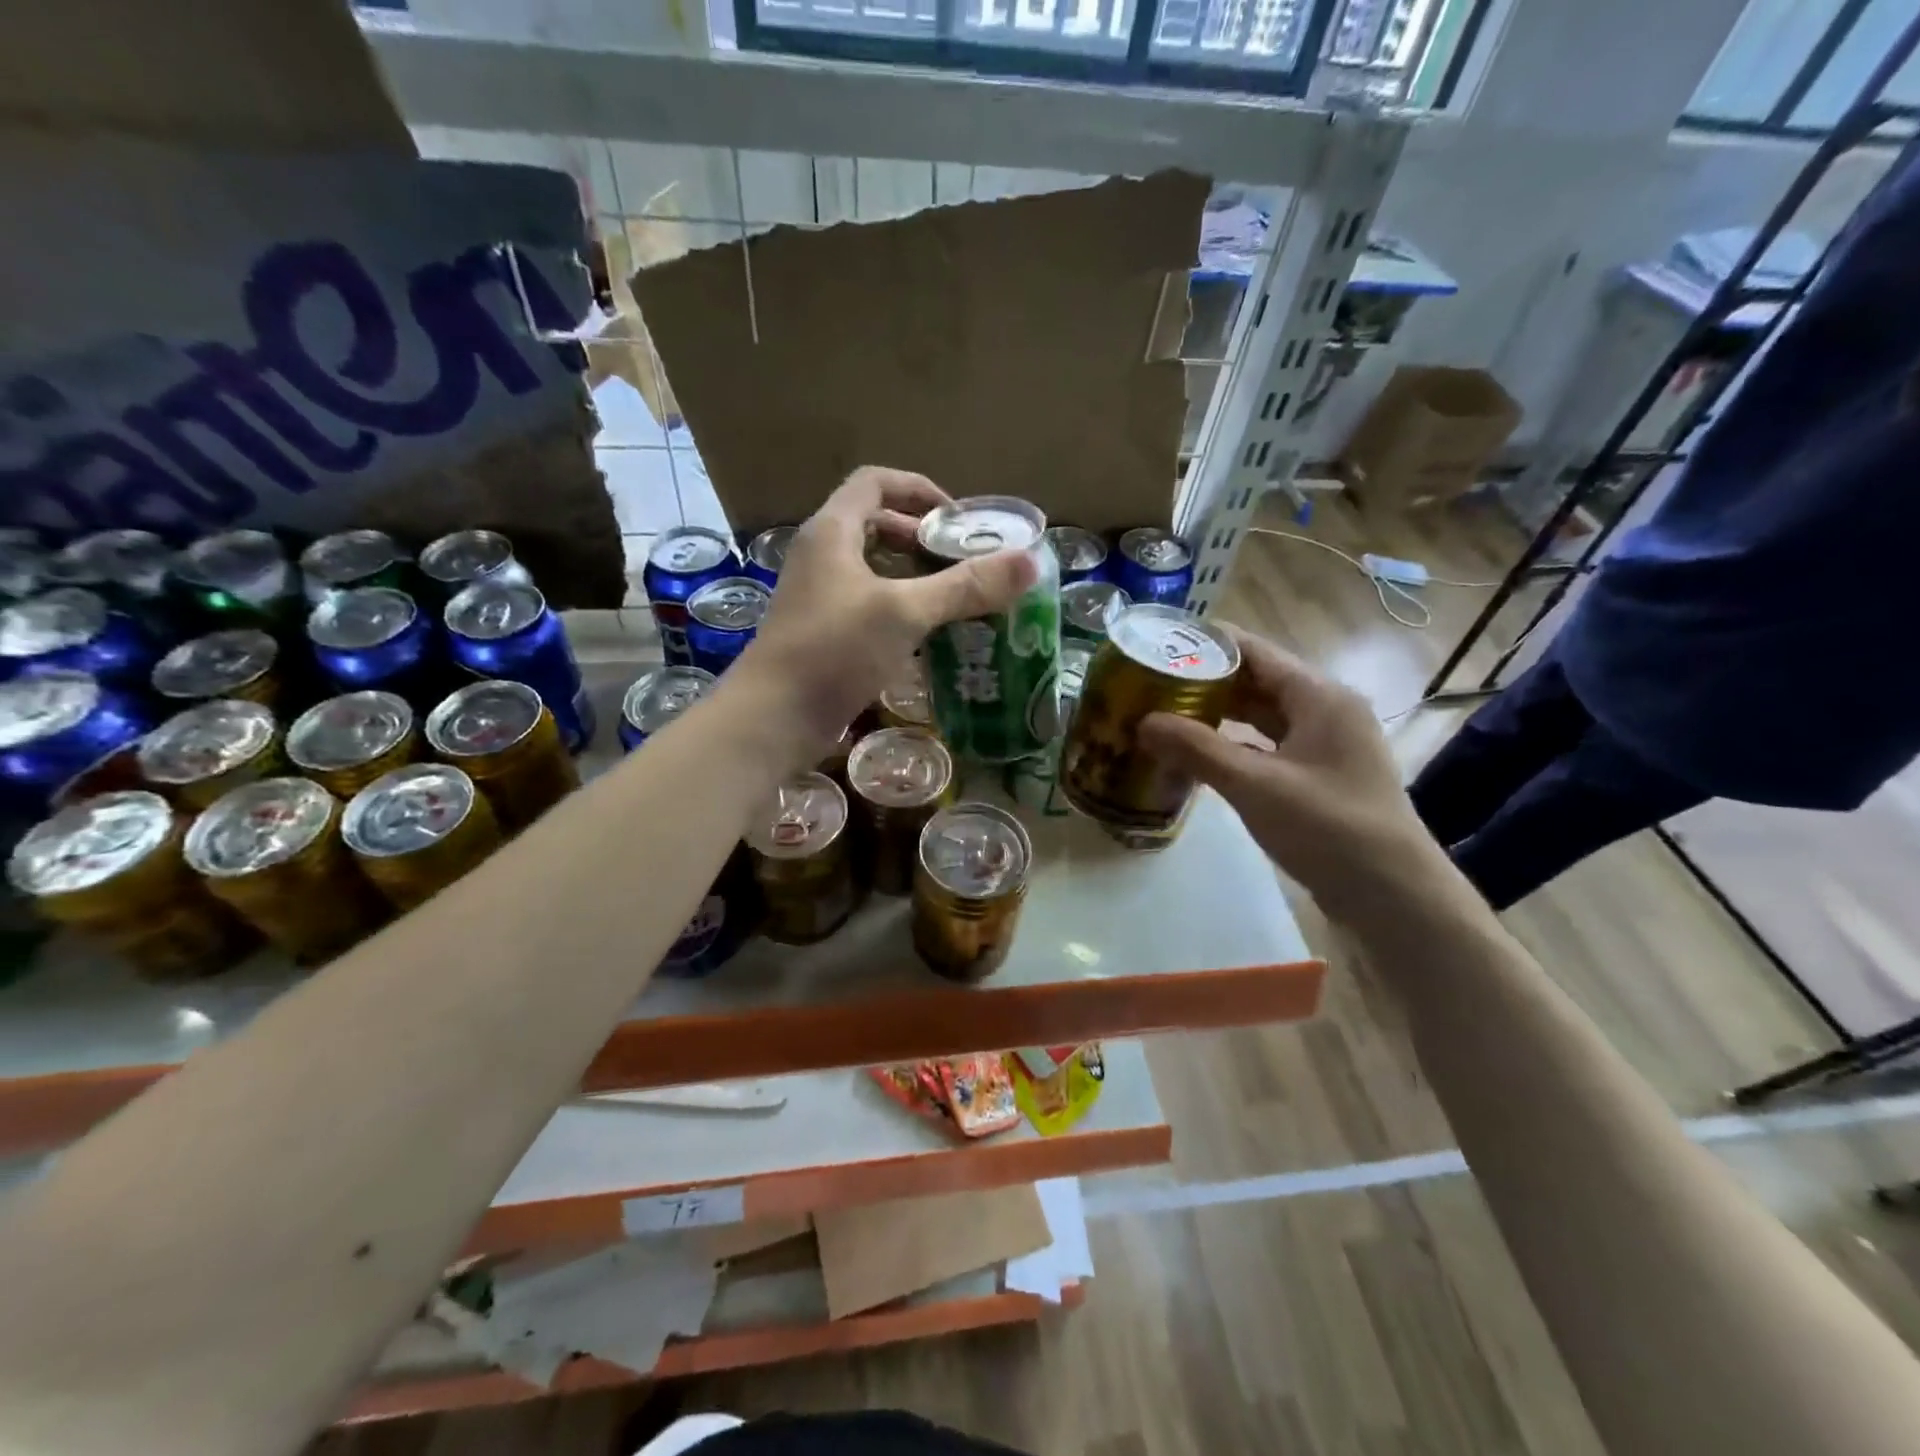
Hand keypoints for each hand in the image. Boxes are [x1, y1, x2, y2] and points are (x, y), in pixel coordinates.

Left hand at [731, 467, 1035, 763]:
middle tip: (963, 560)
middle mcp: (821, 555)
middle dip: (922, 537)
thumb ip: (965, 586)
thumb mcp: (904, 612)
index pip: (876, 483)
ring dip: (913, 575)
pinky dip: (899, 608)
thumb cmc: (834, 650)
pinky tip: (928, 634)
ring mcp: (819, 596)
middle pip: (875, 524)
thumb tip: (1028, 562)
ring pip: (872, 568)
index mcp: (832, 531)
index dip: (919, 490)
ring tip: (955, 595)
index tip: (957, 520)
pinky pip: (868, 604)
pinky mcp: (823, 632)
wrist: (773, 717)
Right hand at [1138, 627, 1449, 918]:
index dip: (1206, 645)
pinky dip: (1233, 747)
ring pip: (1260, 717)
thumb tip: (1143, 722)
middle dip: (1204, 682)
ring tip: (1165, 715)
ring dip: (1217, 716)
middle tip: (1150, 684)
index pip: (1254, 651)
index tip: (1158, 644)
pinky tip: (1197, 756)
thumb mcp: (1254, 785)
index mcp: (1319, 696)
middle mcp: (1324, 710)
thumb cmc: (1328, 827)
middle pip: (1256, 682)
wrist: (1393, 895)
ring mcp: (1324, 745)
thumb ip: (1197, 749)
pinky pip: (1267, 747)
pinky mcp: (1318, 776)